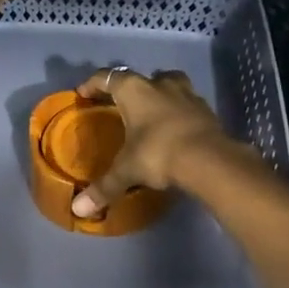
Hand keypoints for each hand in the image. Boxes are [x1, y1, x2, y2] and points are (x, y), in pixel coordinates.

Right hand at [69, 69, 232, 219]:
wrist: (209, 159)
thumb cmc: (158, 153)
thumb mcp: (127, 171)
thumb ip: (103, 188)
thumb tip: (78, 210)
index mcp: (133, 90)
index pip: (106, 77)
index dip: (92, 84)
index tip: (83, 93)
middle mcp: (159, 84)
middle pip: (140, 77)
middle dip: (129, 87)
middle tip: (120, 105)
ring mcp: (187, 94)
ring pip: (169, 83)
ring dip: (159, 93)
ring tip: (152, 111)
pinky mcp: (207, 109)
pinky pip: (187, 103)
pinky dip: (178, 111)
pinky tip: (175, 127)